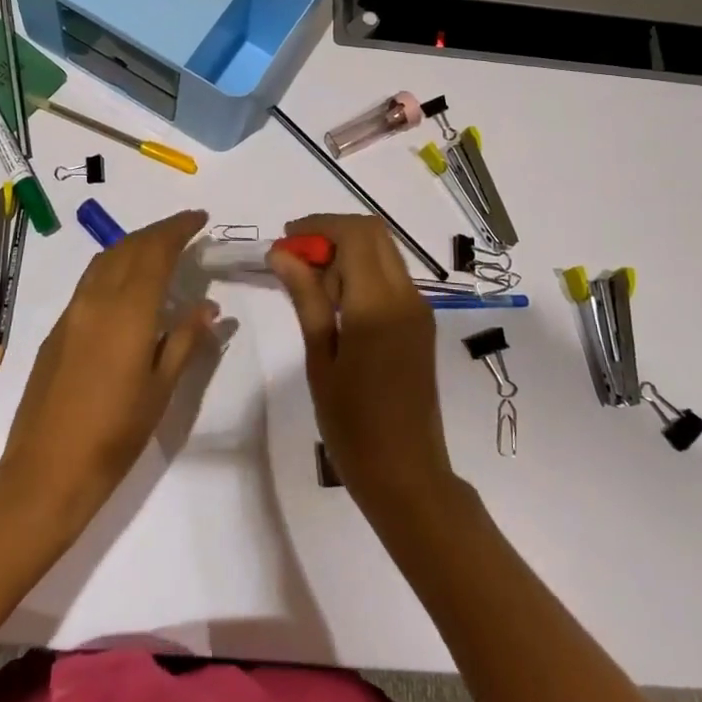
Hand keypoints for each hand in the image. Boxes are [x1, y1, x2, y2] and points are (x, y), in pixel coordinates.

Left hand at [0, 210, 216, 527]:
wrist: (47, 469)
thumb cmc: (115, 433)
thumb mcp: (161, 388)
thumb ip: (184, 340)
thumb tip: (207, 306)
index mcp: (128, 310)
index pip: (156, 251)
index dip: (179, 229)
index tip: (200, 219)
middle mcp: (97, 299)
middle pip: (129, 246)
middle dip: (159, 231)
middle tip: (186, 229)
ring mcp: (72, 311)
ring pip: (106, 258)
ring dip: (135, 244)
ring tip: (160, 249)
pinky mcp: (58, 328)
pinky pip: (91, 280)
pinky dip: (115, 265)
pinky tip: (127, 284)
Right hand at [268, 214, 455, 514]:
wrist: (407, 475)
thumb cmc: (353, 425)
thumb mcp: (320, 358)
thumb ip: (306, 298)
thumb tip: (282, 253)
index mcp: (378, 304)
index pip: (354, 234)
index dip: (318, 226)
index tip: (285, 241)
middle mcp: (406, 296)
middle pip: (373, 234)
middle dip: (332, 233)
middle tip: (296, 258)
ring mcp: (418, 309)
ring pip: (383, 252)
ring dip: (347, 252)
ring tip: (311, 287)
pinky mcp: (420, 323)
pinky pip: (390, 277)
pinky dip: (362, 273)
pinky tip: (336, 305)